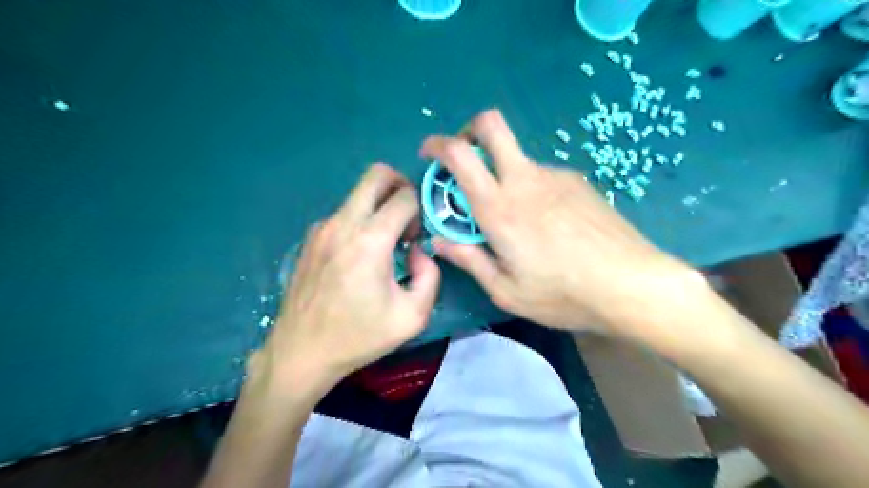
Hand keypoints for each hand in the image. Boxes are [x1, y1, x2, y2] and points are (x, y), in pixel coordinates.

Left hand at [256, 164, 437, 400]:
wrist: (301, 352)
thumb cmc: (359, 337)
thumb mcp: (413, 316)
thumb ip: (430, 275)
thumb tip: (418, 250)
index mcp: (370, 241)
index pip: (404, 196)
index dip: (421, 209)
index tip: (418, 236)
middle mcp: (343, 224)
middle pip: (377, 174)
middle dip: (401, 185)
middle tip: (408, 216)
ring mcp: (322, 227)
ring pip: (359, 193)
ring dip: (380, 206)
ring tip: (386, 243)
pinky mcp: (311, 237)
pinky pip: (344, 213)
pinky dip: (361, 220)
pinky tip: (361, 254)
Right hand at [419, 109, 696, 339]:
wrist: (631, 284)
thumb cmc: (562, 293)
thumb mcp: (506, 289)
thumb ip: (469, 259)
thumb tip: (439, 240)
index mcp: (499, 208)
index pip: (460, 155)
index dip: (437, 145)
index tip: (429, 155)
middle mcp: (525, 180)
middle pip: (492, 125)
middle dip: (469, 131)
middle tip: (465, 160)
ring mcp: (555, 176)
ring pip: (517, 159)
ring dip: (503, 176)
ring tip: (517, 222)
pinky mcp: (577, 181)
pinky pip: (542, 176)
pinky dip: (531, 190)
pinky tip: (548, 225)